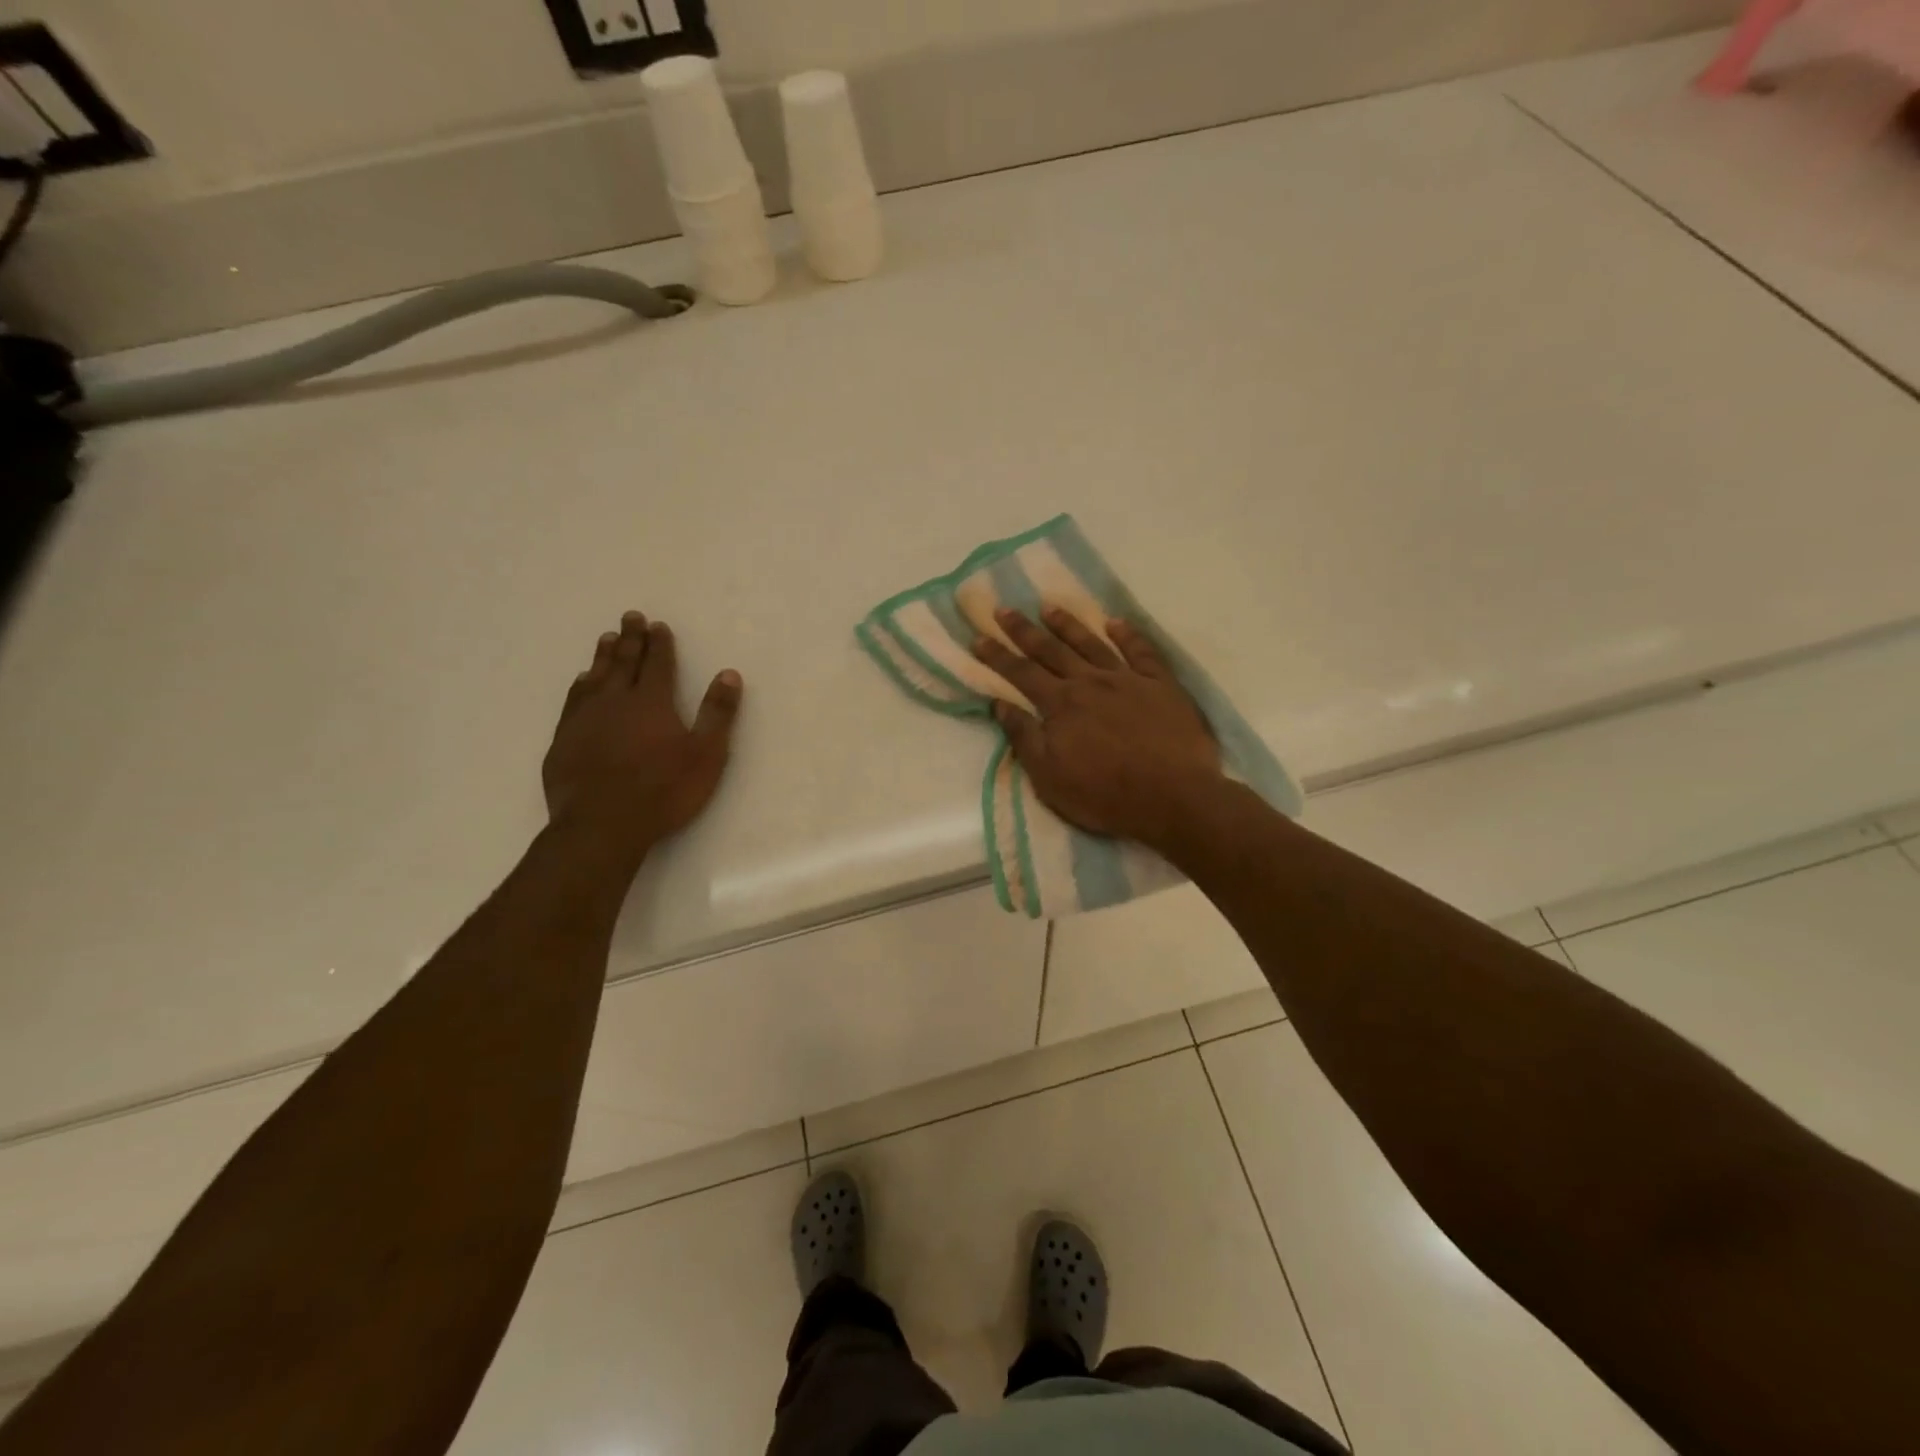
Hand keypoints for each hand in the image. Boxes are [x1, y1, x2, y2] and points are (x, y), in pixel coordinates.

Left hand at [542, 611, 742, 869]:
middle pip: (623, 662)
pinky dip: (580, 686)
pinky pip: (572, 701)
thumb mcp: (706, 754)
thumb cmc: (663, 791)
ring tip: (605, 640)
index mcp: (651, 702)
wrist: (602, 825)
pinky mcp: (563, 740)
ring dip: (602, 657)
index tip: (657, 625)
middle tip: (630, 617)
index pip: (657, 664)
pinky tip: (581, 683)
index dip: (659, 644)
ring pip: (594, 678)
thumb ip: (717, 713)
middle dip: (629, 639)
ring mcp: (584, 719)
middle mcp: (615, 702)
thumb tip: (729, 674)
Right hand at [971, 608, 1224, 849]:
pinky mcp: (1161, 685)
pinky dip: (1127, 634)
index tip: (978, 637)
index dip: (997, 656)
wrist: (1174, 797)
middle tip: (1004, 610)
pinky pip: (1141, 651)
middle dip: (1024, 631)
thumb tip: (999, 704)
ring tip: (1049, 607)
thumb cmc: (1105, 795)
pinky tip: (1115, 622)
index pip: (1021, 674)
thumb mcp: (1049, 777)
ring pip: (1091, 644)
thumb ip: (1024, 737)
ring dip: (1068, 624)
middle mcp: (1090, 682)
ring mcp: (1128, 680)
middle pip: (1050, 651)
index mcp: (1060, 705)